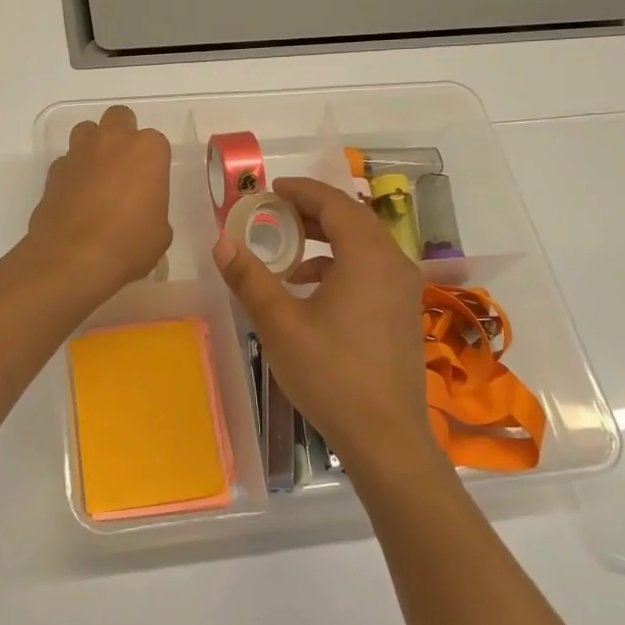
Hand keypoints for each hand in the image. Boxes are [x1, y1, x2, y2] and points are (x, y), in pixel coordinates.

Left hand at [25, 105, 172, 304]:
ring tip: (97, 175)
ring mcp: (79, 153)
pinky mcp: (53, 171)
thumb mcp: (160, 233)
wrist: (74, 258)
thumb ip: (153, 211)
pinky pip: (66, 161)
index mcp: (148, 150)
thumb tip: (142, 216)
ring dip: (93, 145)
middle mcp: (113, 141)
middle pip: (118, 118)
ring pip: (87, 131)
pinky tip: (75, 197)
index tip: (151, 184)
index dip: (153, 162)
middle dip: (122, 135)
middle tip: (125, 167)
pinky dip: (72, 173)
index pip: (156, 142)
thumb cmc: (129, 244)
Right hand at [214, 176, 437, 478]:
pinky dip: (341, 263)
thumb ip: (249, 277)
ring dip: (327, 237)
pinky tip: (311, 287)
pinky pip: (372, 267)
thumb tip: (221, 241)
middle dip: (313, 210)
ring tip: (288, 248)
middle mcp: (393, 263)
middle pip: (353, 219)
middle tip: (276, 212)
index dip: (301, 190)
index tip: (272, 188)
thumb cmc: (330, 374)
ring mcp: (404, 288)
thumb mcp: (279, 323)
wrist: (385, 435)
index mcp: (367, 256)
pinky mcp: (403, 311)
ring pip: (364, 244)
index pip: (334, 203)